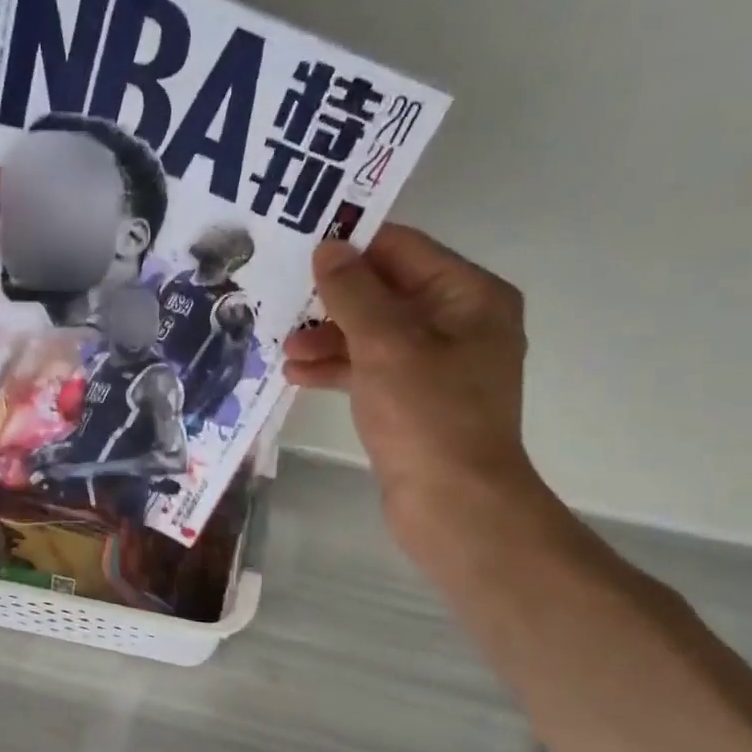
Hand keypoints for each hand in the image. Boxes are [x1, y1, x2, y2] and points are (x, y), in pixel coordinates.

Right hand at [282, 224, 550, 558]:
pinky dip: (339, 370)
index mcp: (469, 296)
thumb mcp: (385, 343)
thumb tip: (328, 248)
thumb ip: (353, 291)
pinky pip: (373, 370)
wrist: (454, 505)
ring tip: (284, 349)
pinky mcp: (416, 401)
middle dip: (333, 300)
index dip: (351, 246)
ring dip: (329, 338)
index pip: (403, 250)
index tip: (298, 247)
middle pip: (386, 292)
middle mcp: (460, 323)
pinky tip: (298, 376)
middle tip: (282, 302)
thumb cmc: (426, 414)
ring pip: (374, 334)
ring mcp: (438, 365)